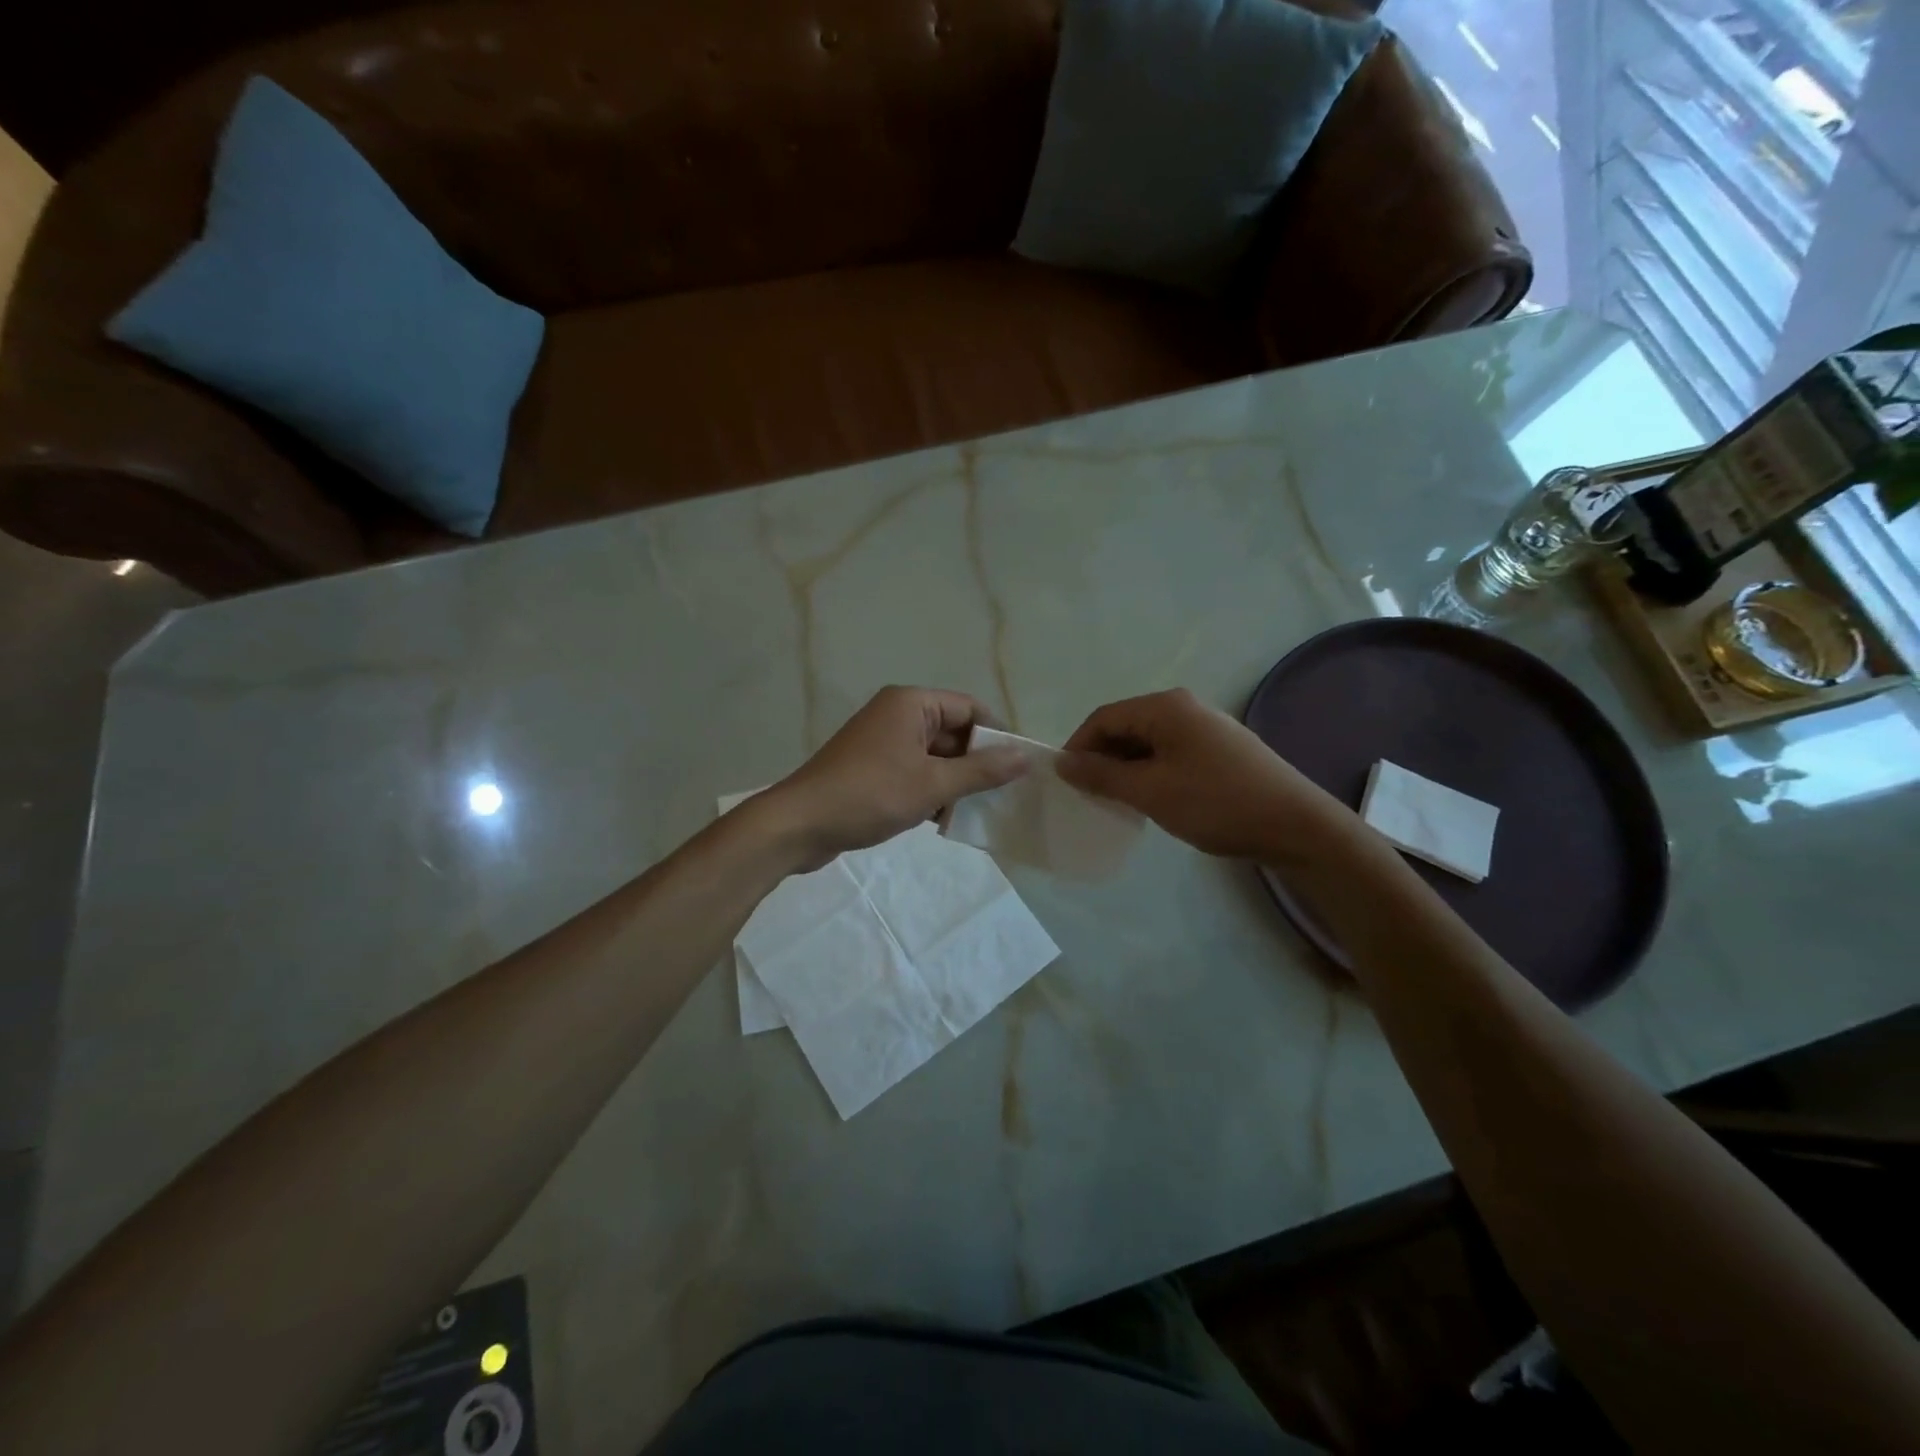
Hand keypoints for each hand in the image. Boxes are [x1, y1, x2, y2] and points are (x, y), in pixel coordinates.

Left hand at [760, 687, 1026, 869]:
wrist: (799, 825)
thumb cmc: (870, 795)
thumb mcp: (933, 784)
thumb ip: (982, 771)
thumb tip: (1025, 757)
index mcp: (911, 703)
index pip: (970, 708)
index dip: (997, 735)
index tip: (1019, 768)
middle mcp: (897, 714)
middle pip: (953, 731)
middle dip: (976, 763)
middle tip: (1003, 795)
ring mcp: (882, 741)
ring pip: (934, 756)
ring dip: (954, 781)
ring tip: (976, 811)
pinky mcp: (871, 767)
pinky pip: (914, 771)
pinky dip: (930, 790)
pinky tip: (942, 820)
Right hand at [1056, 688, 1350, 861]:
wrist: (1295, 825)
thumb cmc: (1215, 802)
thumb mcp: (1150, 791)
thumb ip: (1102, 775)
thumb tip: (1062, 762)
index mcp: (1165, 707)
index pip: (1104, 717)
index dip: (1078, 747)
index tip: (1065, 781)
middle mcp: (1184, 708)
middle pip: (1125, 726)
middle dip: (1101, 758)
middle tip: (1088, 794)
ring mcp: (1205, 728)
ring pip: (1147, 743)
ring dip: (1126, 769)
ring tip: (1116, 801)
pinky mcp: (1219, 750)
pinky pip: (1170, 754)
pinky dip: (1150, 773)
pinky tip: (1150, 799)